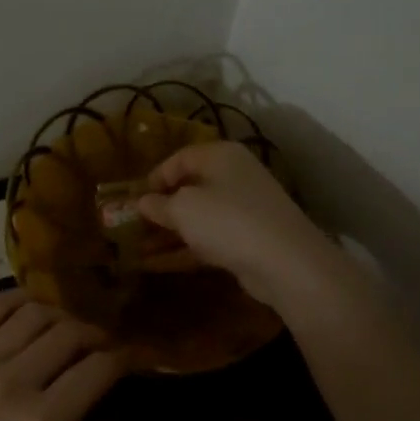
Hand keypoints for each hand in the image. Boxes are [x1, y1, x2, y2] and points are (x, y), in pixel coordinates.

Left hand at [0, 292, 125, 420]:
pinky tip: (31, 308)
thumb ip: (69, 418)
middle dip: (95, 334)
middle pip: (69, 334)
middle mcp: (11, 384)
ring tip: (66, 326)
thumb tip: (91, 377)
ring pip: (34, 313)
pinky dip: (19, 299)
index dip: (122, 357)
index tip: (130, 353)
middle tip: (100, 341)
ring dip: (61, 315)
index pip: (95, 371)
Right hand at [135, 141, 345, 311]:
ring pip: (198, 217)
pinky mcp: (248, 239)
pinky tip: (158, 264)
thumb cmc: (227, 220)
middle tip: (134, 225)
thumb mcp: (183, 209)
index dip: (154, 177)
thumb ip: (158, 204)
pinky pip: (209, 239)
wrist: (285, 262)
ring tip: (138, 249)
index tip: (134, 199)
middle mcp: (234, 176)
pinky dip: (185, 249)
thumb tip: (143, 202)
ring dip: (168, 233)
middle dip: (160, 208)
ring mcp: (244, 209)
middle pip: (190, 188)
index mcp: (220, 156)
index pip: (179, 158)